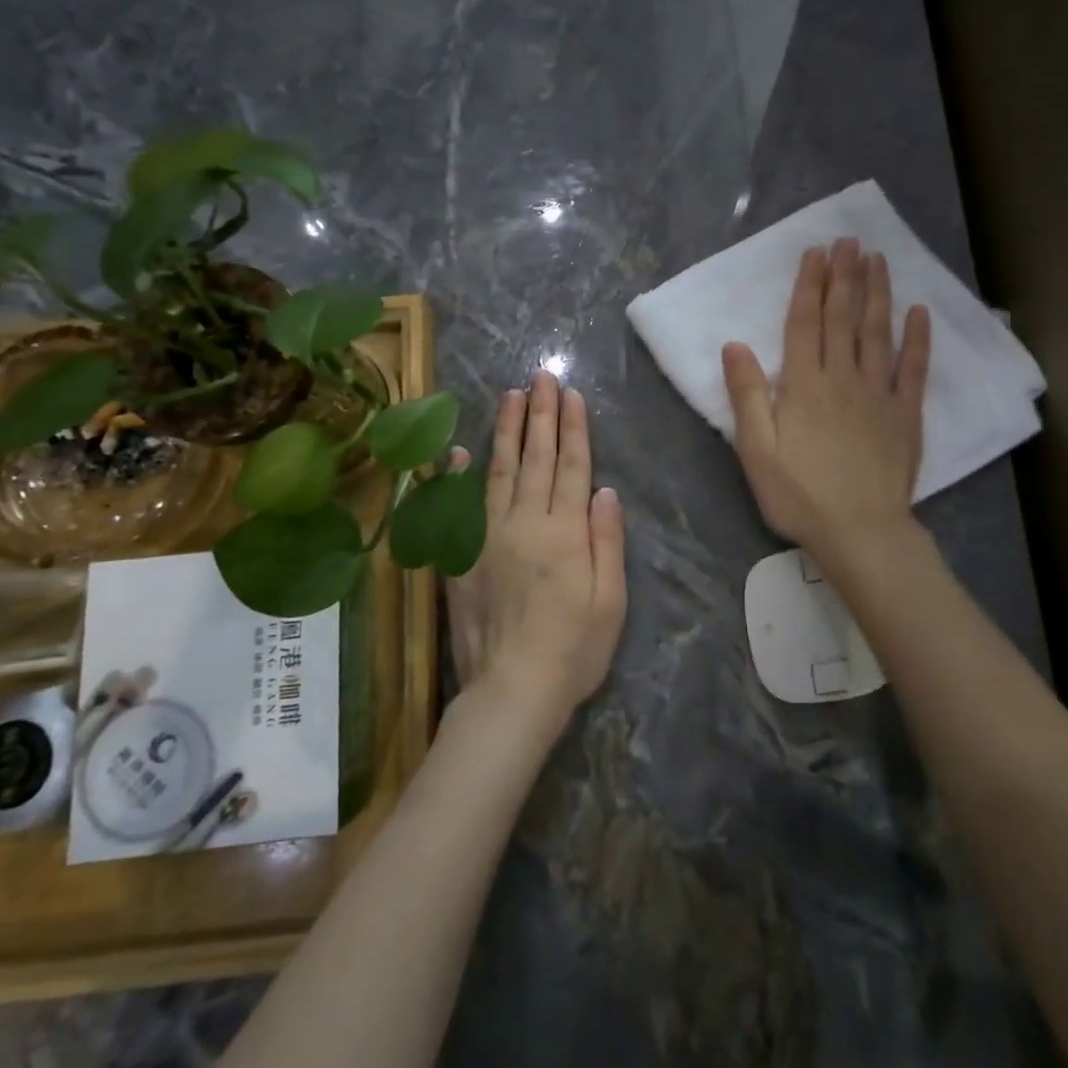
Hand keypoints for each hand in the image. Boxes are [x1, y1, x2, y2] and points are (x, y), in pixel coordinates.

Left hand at [442, 370, 626, 732]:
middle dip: (540, 414)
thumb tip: (604, 490)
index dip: (573, 428)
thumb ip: (607, 541)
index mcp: (566, 532)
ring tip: (510, 396)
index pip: (572, 466)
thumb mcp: (611, 600)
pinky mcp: (461, 557)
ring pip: (499, 472)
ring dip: (506, 431)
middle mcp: (525, 523)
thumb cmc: (574, 649)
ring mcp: (488, 537)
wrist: (512, 690)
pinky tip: (457, 450)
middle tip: (540, 377)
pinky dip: (456, 476)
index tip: (569, 394)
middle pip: (536, 459)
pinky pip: (458, 507)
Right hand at [722, 238, 930, 562]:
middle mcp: (842, 379)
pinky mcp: (906, 414)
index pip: (805, 323)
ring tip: (877, 259)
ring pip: (877, 333)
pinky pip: (914, 369)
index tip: (816, 252)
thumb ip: (747, 396)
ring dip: (877, 293)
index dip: (809, 285)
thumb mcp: (756, 451)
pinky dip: (918, 339)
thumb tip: (734, 345)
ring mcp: (879, 394)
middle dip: (844, 277)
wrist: (860, 532)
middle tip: (849, 241)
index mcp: (803, 386)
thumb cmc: (799, 495)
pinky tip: (919, 312)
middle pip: (843, 318)